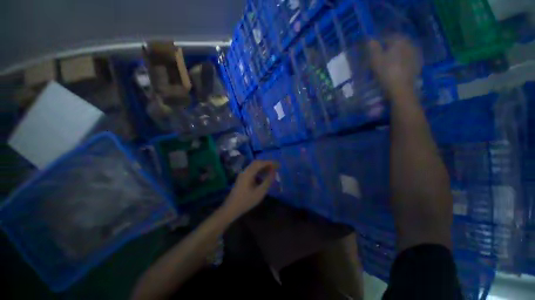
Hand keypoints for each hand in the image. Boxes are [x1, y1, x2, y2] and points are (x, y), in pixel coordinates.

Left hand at [222, 160, 278, 218]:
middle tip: (275, 167)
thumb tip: (273, 172)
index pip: (260, 163)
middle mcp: (245, 171)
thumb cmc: (246, 201)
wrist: (231, 208)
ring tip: (271, 170)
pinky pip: (252, 171)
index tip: (278, 164)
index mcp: (248, 173)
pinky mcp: (242, 178)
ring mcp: (243, 174)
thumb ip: (267, 181)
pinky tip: (263, 175)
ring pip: (254, 166)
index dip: (270, 162)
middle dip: (266, 163)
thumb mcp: (260, 192)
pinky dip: (259, 171)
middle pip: (256, 163)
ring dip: (263, 167)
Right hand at [368, 36, 421, 97]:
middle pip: (398, 42)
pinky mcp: (418, 63)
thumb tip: (370, 39)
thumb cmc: (386, 72)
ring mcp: (416, 53)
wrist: (401, 87)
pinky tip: (398, 66)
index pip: (388, 36)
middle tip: (382, 56)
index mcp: (399, 40)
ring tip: (390, 62)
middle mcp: (410, 43)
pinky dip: (403, 59)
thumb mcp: (376, 60)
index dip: (380, 42)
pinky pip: (409, 57)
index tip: (374, 50)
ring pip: (404, 49)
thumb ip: (373, 48)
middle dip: (390, 47)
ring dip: (397, 53)